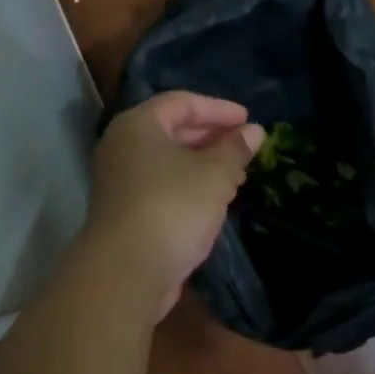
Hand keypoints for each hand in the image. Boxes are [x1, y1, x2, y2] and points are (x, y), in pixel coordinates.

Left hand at [87, 92, 263, 318]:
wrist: (127, 270)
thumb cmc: (173, 206)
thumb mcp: (215, 174)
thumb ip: (236, 149)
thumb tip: (254, 131)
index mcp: (138, 125)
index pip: (181, 102)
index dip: (218, 108)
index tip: (248, 119)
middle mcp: (123, 147)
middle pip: (172, 130)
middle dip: (211, 136)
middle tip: (244, 146)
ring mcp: (120, 181)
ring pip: (168, 161)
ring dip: (203, 163)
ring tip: (236, 174)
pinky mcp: (126, 211)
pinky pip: (162, 185)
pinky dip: (189, 185)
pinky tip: (214, 200)